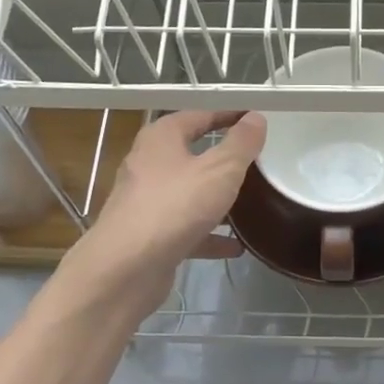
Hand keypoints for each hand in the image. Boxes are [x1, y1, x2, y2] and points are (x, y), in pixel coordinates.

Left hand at [67, 109, 265, 311]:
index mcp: (161, 139)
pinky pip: (187, 229)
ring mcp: (147, 202)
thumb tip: (256, 118)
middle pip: (190, 154)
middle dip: (222, 159)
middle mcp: (149, 165)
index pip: (198, 116)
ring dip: (216, 199)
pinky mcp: (150, 235)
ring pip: (189, 194)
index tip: (254, 120)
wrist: (127, 267)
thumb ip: (241, 144)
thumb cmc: (175, 206)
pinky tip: (236, 246)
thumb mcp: (219, 170)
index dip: (227, 115)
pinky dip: (210, 235)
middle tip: (255, 162)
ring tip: (250, 203)